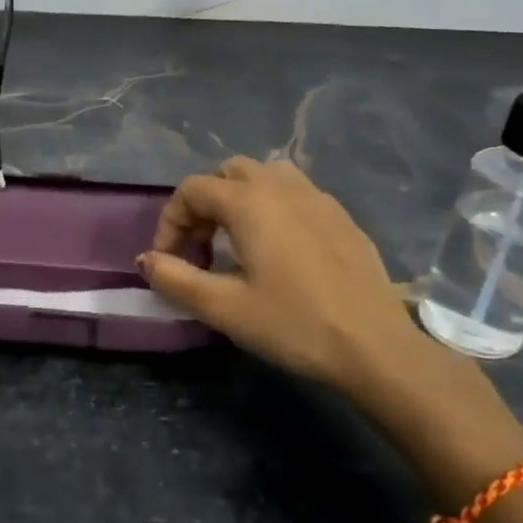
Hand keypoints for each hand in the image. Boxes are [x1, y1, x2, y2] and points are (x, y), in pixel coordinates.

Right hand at [140, 158, 434, 405]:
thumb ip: (176, 279)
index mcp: (249, 202)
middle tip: (201, 248)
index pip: (191, 191)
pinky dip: (273, 208)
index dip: (170, 222)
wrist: (376, 348)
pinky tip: (280, 251)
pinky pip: (295, 194)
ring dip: (240, 199)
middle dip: (204, 204)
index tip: (169, 261)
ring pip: (264, 177)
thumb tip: (145, 260)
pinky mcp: (341, 217)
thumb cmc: (294, 325)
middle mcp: (281, 187)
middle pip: (227, 174)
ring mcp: (317, 198)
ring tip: (237, 241)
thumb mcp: (224, 308)